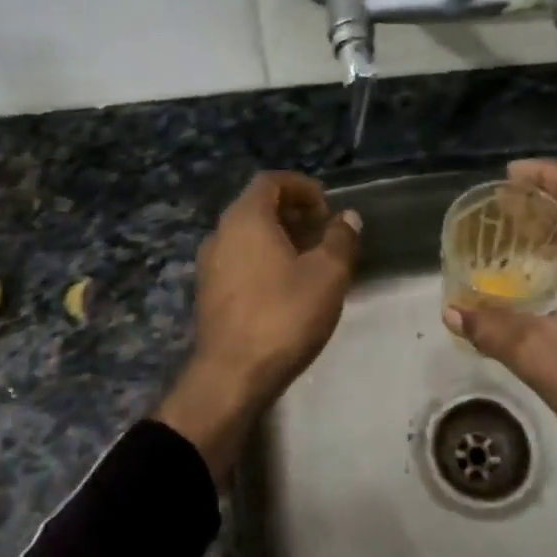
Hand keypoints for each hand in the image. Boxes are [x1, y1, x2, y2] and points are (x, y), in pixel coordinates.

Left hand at [158, 171, 361, 482]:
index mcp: (246, 218)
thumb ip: (340, 239)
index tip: (327, 207)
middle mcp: (220, 233)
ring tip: (311, 261)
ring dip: (279, 238)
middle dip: (293, 213)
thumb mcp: (327, 274)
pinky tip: (287, 287)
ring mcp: (209, 265)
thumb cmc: (284, 315)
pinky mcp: (208, 293)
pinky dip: (264, 260)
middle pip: (257, 206)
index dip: (302, 187)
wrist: (232, 375)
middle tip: (324, 233)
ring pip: (247, 236)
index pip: (271, 181)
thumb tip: (347, 217)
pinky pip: (239, 260)